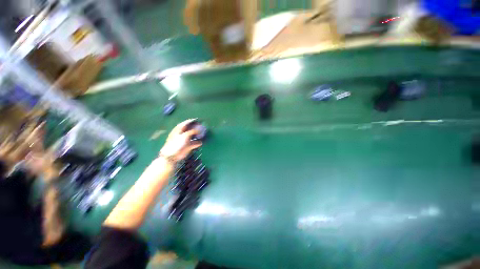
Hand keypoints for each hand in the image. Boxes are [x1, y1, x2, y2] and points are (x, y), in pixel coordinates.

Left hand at [159, 119, 201, 162]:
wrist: (172, 155)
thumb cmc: (176, 143)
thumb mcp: (185, 135)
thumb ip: (192, 131)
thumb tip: (199, 129)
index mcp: (179, 130)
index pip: (186, 123)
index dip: (191, 121)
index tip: (198, 120)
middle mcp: (182, 134)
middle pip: (190, 129)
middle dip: (196, 128)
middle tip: (202, 127)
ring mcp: (185, 140)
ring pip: (193, 136)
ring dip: (198, 135)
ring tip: (203, 134)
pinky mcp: (188, 146)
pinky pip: (194, 143)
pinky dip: (198, 143)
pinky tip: (202, 142)